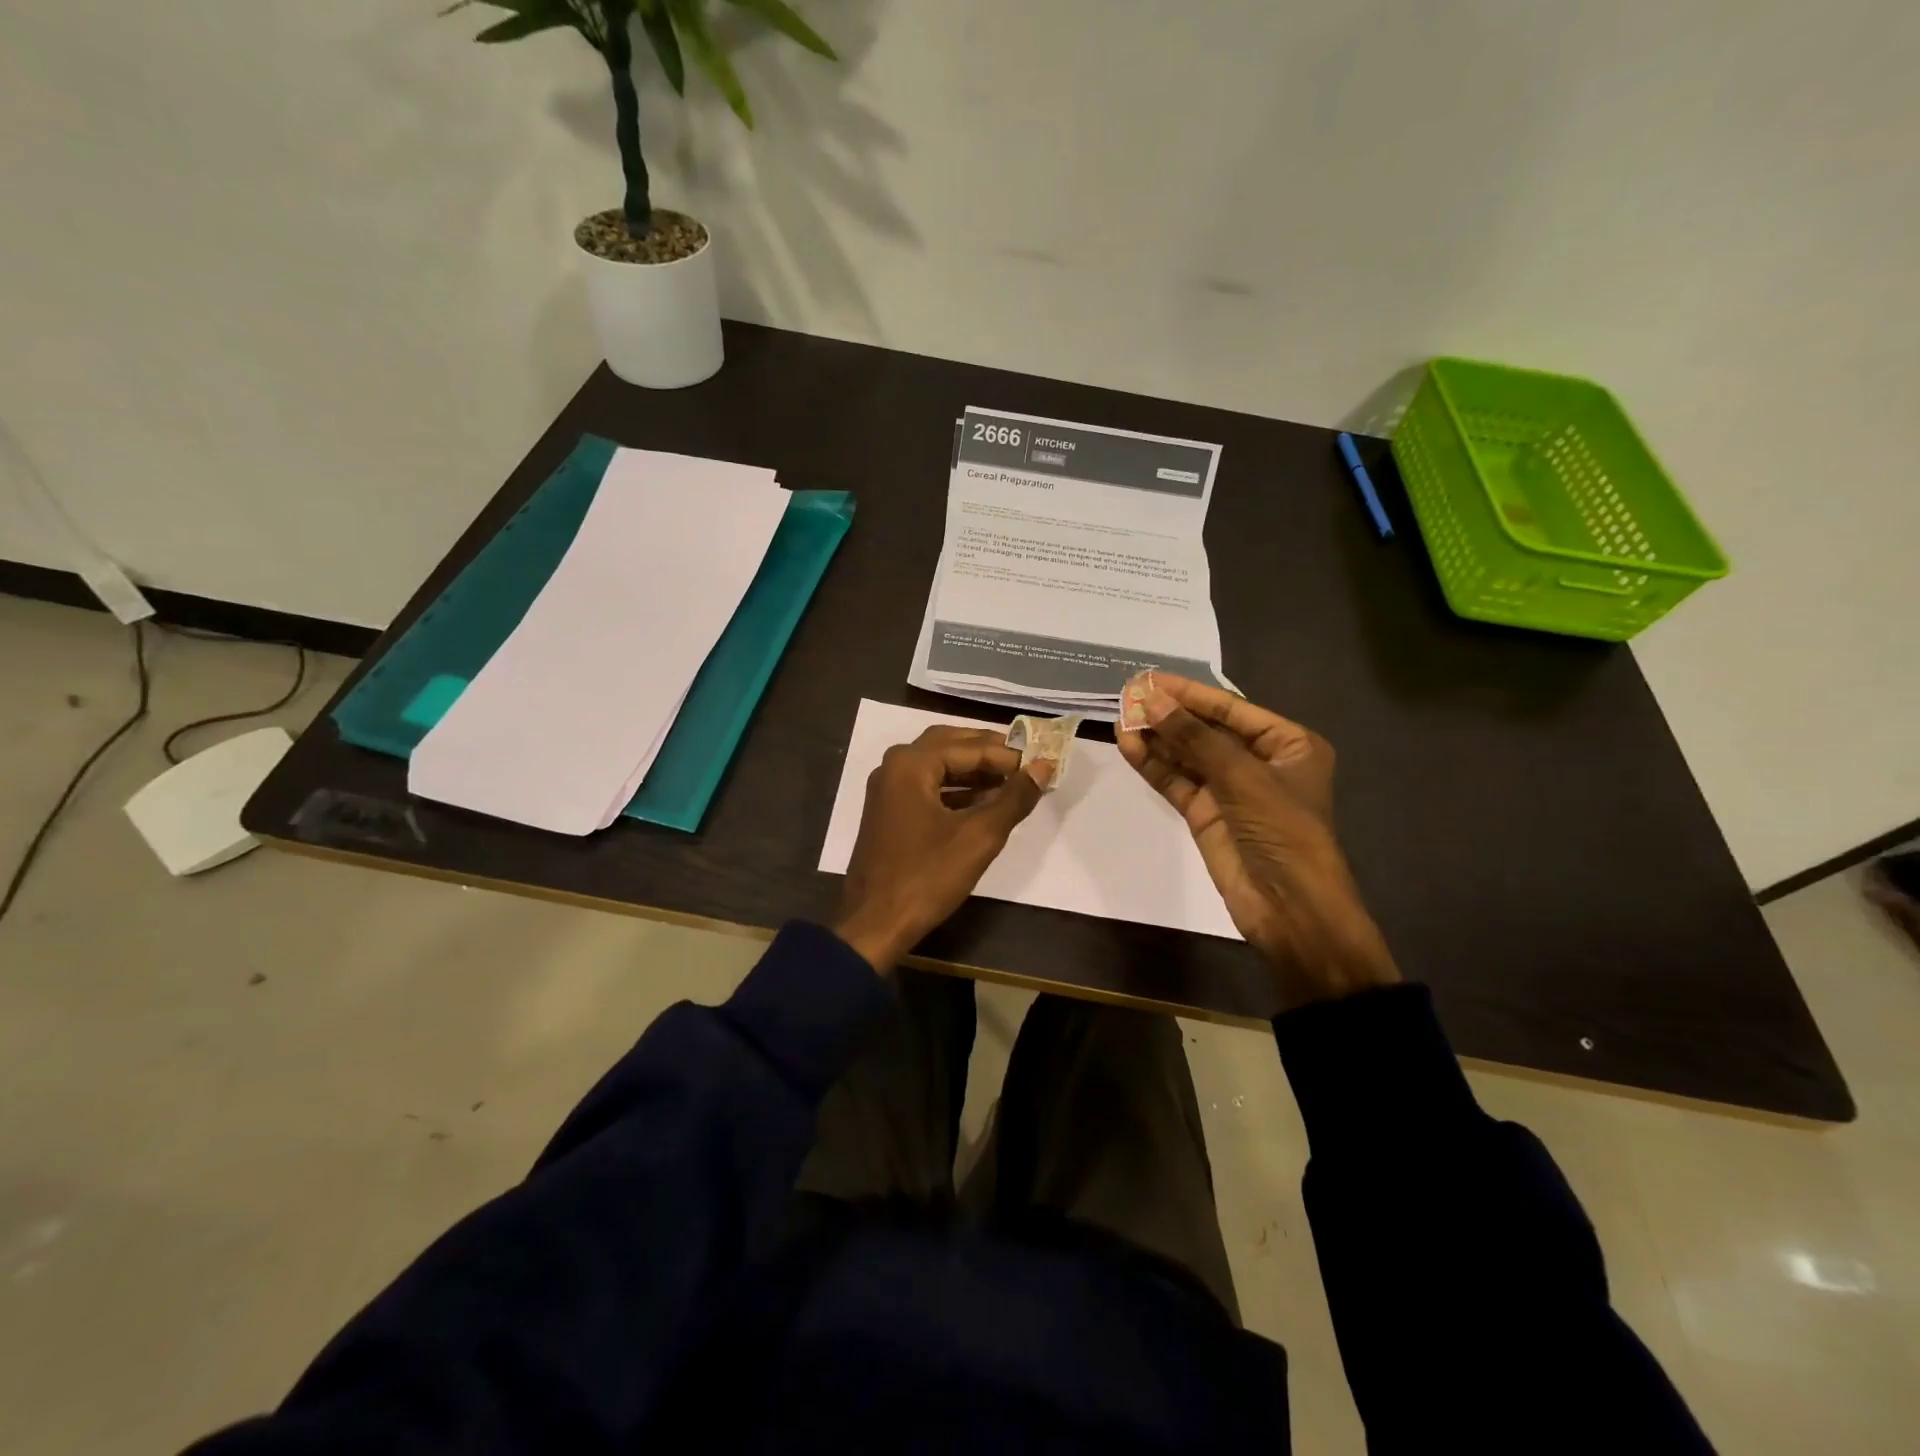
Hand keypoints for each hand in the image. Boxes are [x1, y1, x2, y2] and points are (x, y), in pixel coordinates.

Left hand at [833, 726, 1051, 972]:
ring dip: (974, 771)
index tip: (1043, 761)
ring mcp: (888, 790)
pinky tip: (985, 803)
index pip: (970, 747)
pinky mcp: (889, 812)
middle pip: (950, 745)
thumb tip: (1043, 767)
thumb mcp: (979, 836)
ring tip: (1013, 781)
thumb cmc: (927, 876)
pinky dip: (956, 790)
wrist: (874, 924)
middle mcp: (895, 766)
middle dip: (989, 752)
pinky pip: (928, 787)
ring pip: (938, 766)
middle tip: (1026, 762)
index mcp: (911, 764)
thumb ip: (1014, 798)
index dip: (1009, 754)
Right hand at [1117, 674, 1398, 1008]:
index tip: (1150, 679)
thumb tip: (1150, 701)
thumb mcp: (1242, 777)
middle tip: (1127, 696)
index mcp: (1287, 744)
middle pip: (1206, 731)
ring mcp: (1231, 790)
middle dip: (1168, 715)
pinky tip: (1128, 747)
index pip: (1231, 710)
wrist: (1290, 908)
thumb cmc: (1282, 831)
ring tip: (1120, 718)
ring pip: (1187, 756)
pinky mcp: (1207, 814)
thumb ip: (1193, 738)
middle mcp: (1259, 762)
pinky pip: (1177, 782)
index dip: (1189, 694)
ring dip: (1156, 738)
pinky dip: (1154, 766)